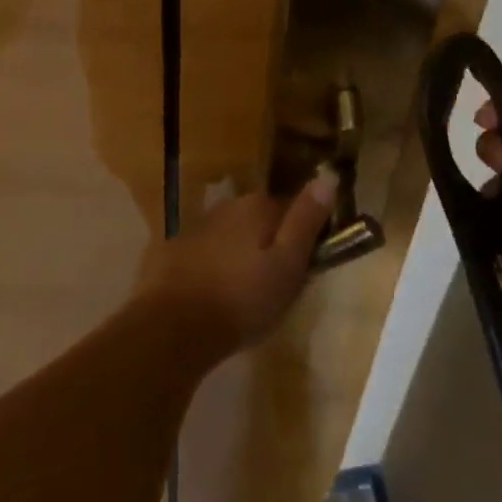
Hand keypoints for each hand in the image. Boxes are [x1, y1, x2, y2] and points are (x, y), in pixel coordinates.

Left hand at [132, 172, 337, 357]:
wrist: (173, 328)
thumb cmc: (242, 300)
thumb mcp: (288, 264)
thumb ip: (307, 219)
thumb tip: (329, 174)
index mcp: (257, 206)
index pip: (293, 211)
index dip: (303, 239)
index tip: (304, 270)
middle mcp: (226, 206)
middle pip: (260, 222)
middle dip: (270, 246)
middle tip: (275, 288)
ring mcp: (196, 226)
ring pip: (232, 237)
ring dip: (241, 256)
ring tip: (243, 297)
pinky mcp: (173, 250)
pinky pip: (206, 253)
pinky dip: (214, 267)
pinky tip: (213, 296)